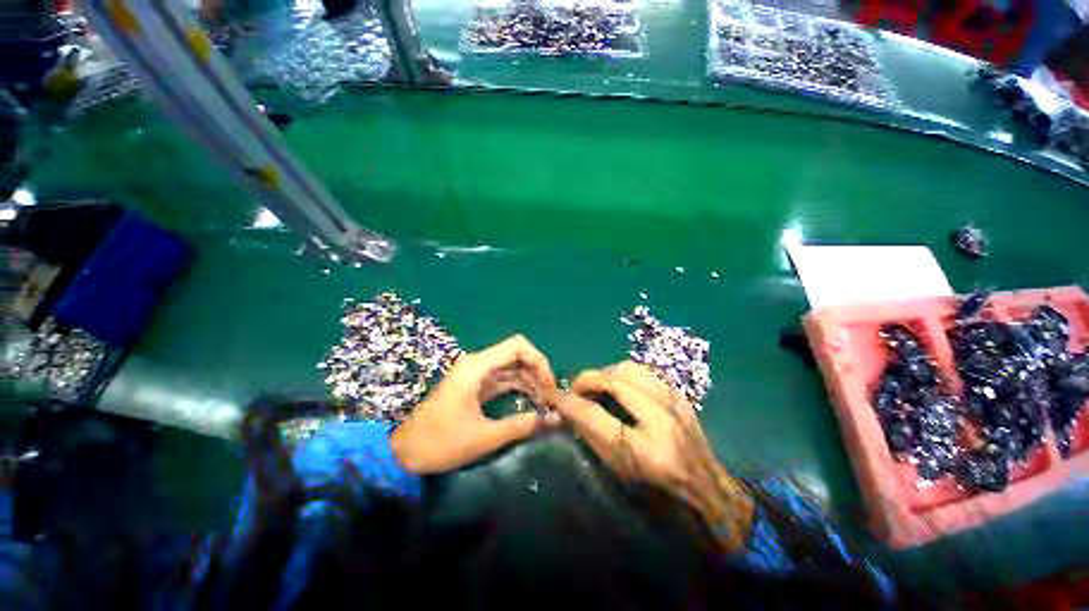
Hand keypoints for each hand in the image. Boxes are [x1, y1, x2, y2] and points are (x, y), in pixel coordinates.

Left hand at [391, 335, 560, 474]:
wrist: (404, 451)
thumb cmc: (440, 442)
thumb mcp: (483, 437)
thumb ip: (521, 426)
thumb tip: (553, 420)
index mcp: (477, 367)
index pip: (517, 346)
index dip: (538, 360)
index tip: (549, 384)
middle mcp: (478, 364)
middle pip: (517, 354)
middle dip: (537, 371)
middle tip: (550, 395)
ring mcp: (476, 374)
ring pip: (512, 366)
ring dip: (530, 379)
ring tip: (545, 400)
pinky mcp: (475, 385)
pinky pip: (503, 378)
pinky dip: (519, 385)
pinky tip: (531, 400)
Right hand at [549, 361, 753, 551]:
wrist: (707, 487)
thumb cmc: (659, 489)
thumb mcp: (620, 472)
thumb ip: (592, 438)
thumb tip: (568, 410)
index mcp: (644, 450)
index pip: (594, 415)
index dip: (567, 403)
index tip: (553, 397)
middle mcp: (661, 420)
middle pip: (613, 380)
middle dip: (586, 380)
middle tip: (576, 390)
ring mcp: (673, 402)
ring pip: (629, 368)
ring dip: (605, 373)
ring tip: (597, 386)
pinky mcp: (678, 394)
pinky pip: (644, 371)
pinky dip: (623, 374)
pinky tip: (619, 385)